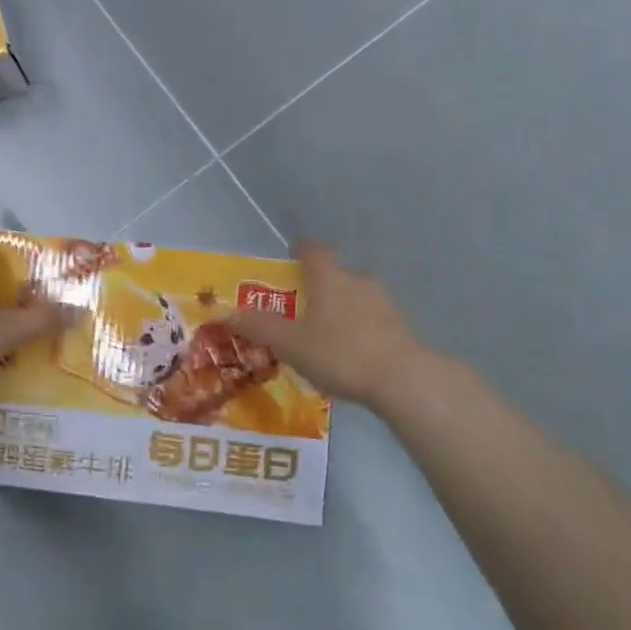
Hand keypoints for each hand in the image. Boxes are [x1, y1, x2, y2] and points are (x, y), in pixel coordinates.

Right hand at [228, 241, 428, 408]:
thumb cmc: (340, 352)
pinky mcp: (401, 326)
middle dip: (317, 288)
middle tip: (299, 309)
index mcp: (329, 276)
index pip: (313, 250)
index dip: (300, 250)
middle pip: (334, 274)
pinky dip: (357, 329)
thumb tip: (226, 313)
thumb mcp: (290, 343)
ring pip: (354, 297)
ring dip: (339, 310)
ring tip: (323, 336)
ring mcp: (384, 302)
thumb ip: (258, 327)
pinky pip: (371, 320)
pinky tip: (349, 354)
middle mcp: (358, 280)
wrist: (404, 380)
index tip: (290, 256)